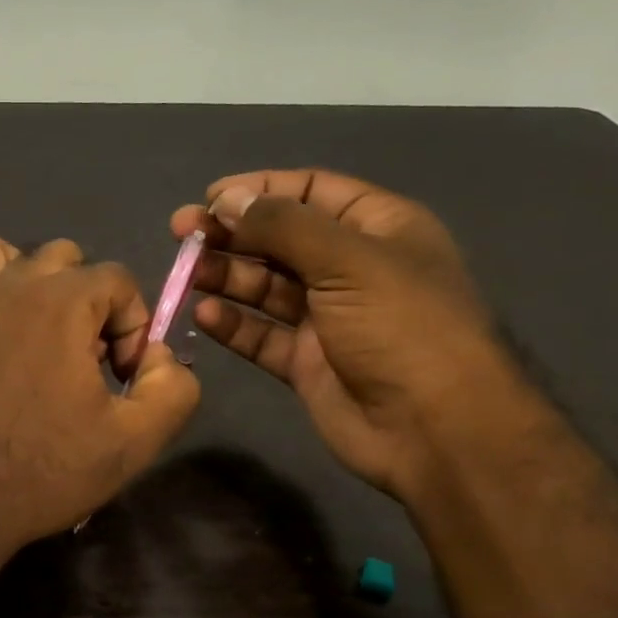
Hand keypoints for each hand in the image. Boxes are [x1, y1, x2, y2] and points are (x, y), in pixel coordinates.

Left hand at [0, 233, 199, 555]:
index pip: (117, 280)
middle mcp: (6, 288)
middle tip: (82, 357)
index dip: (133, 325)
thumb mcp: (136, 440)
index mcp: (61, 303)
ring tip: (27, 326)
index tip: (124, 377)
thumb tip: (159, 357)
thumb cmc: (47, 471)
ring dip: (13, 276)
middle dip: (84, 298)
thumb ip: (173, 387)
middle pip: (58, 257)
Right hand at [171, 169, 521, 497]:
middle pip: (280, 239)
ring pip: (265, 287)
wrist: (436, 429)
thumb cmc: (402, 327)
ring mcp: (327, 318)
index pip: (312, 191)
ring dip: (226, 276)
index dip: (261, 189)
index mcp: (377, 229)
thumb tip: (227, 199)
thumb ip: (283, 226)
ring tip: (186, 274)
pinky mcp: (306, 362)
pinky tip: (203, 316)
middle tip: (181, 233)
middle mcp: (350, 269)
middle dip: (232, 233)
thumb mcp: (348, 260)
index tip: (211, 198)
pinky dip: (233, 324)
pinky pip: (261, 335)